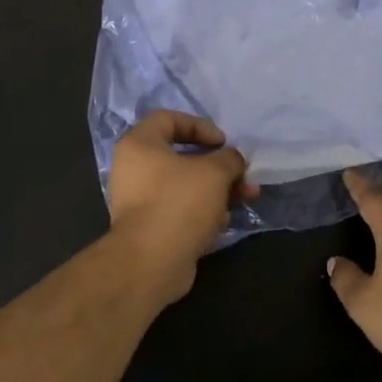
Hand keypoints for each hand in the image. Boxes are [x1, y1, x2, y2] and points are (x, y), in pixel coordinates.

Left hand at [107, 111, 254, 304]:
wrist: (151, 263)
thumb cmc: (179, 203)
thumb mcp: (213, 172)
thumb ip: (229, 158)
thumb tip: (233, 160)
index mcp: (139, 145)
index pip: (169, 119)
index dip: (200, 126)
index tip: (223, 143)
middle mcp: (134, 170)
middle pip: (182, 156)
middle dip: (219, 165)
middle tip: (243, 174)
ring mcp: (140, 201)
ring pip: (186, 186)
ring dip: (218, 190)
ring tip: (246, 198)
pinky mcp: (151, 228)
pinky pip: (181, 210)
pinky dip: (203, 212)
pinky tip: (223, 222)